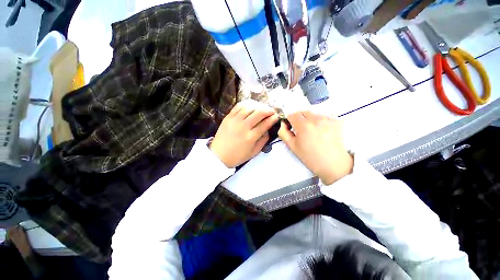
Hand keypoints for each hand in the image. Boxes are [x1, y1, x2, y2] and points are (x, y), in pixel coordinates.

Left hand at [210, 100, 278, 167]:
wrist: (219, 155)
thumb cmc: (237, 156)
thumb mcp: (254, 152)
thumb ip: (263, 140)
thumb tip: (268, 129)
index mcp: (251, 137)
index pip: (265, 124)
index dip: (273, 118)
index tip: (276, 116)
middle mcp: (243, 126)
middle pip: (259, 113)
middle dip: (268, 110)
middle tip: (272, 111)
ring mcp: (235, 120)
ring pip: (249, 107)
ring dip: (259, 106)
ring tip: (262, 108)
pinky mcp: (228, 117)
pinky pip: (238, 106)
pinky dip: (247, 103)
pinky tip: (251, 105)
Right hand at [278, 111, 352, 184]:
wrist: (333, 164)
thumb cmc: (310, 157)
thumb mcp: (292, 147)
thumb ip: (283, 133)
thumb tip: (282, 124)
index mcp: (304, 126)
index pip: (292, 114)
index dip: (289, 120)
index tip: (291, 126)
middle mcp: (316, 120)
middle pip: (303, 112)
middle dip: (299, 118)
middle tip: (301, 129)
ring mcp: (328, 120)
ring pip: (313, 114)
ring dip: (310, 120)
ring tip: (312, 132)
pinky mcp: (337, 121)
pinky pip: (324, 117)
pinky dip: (320, 122)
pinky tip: (322, 132)